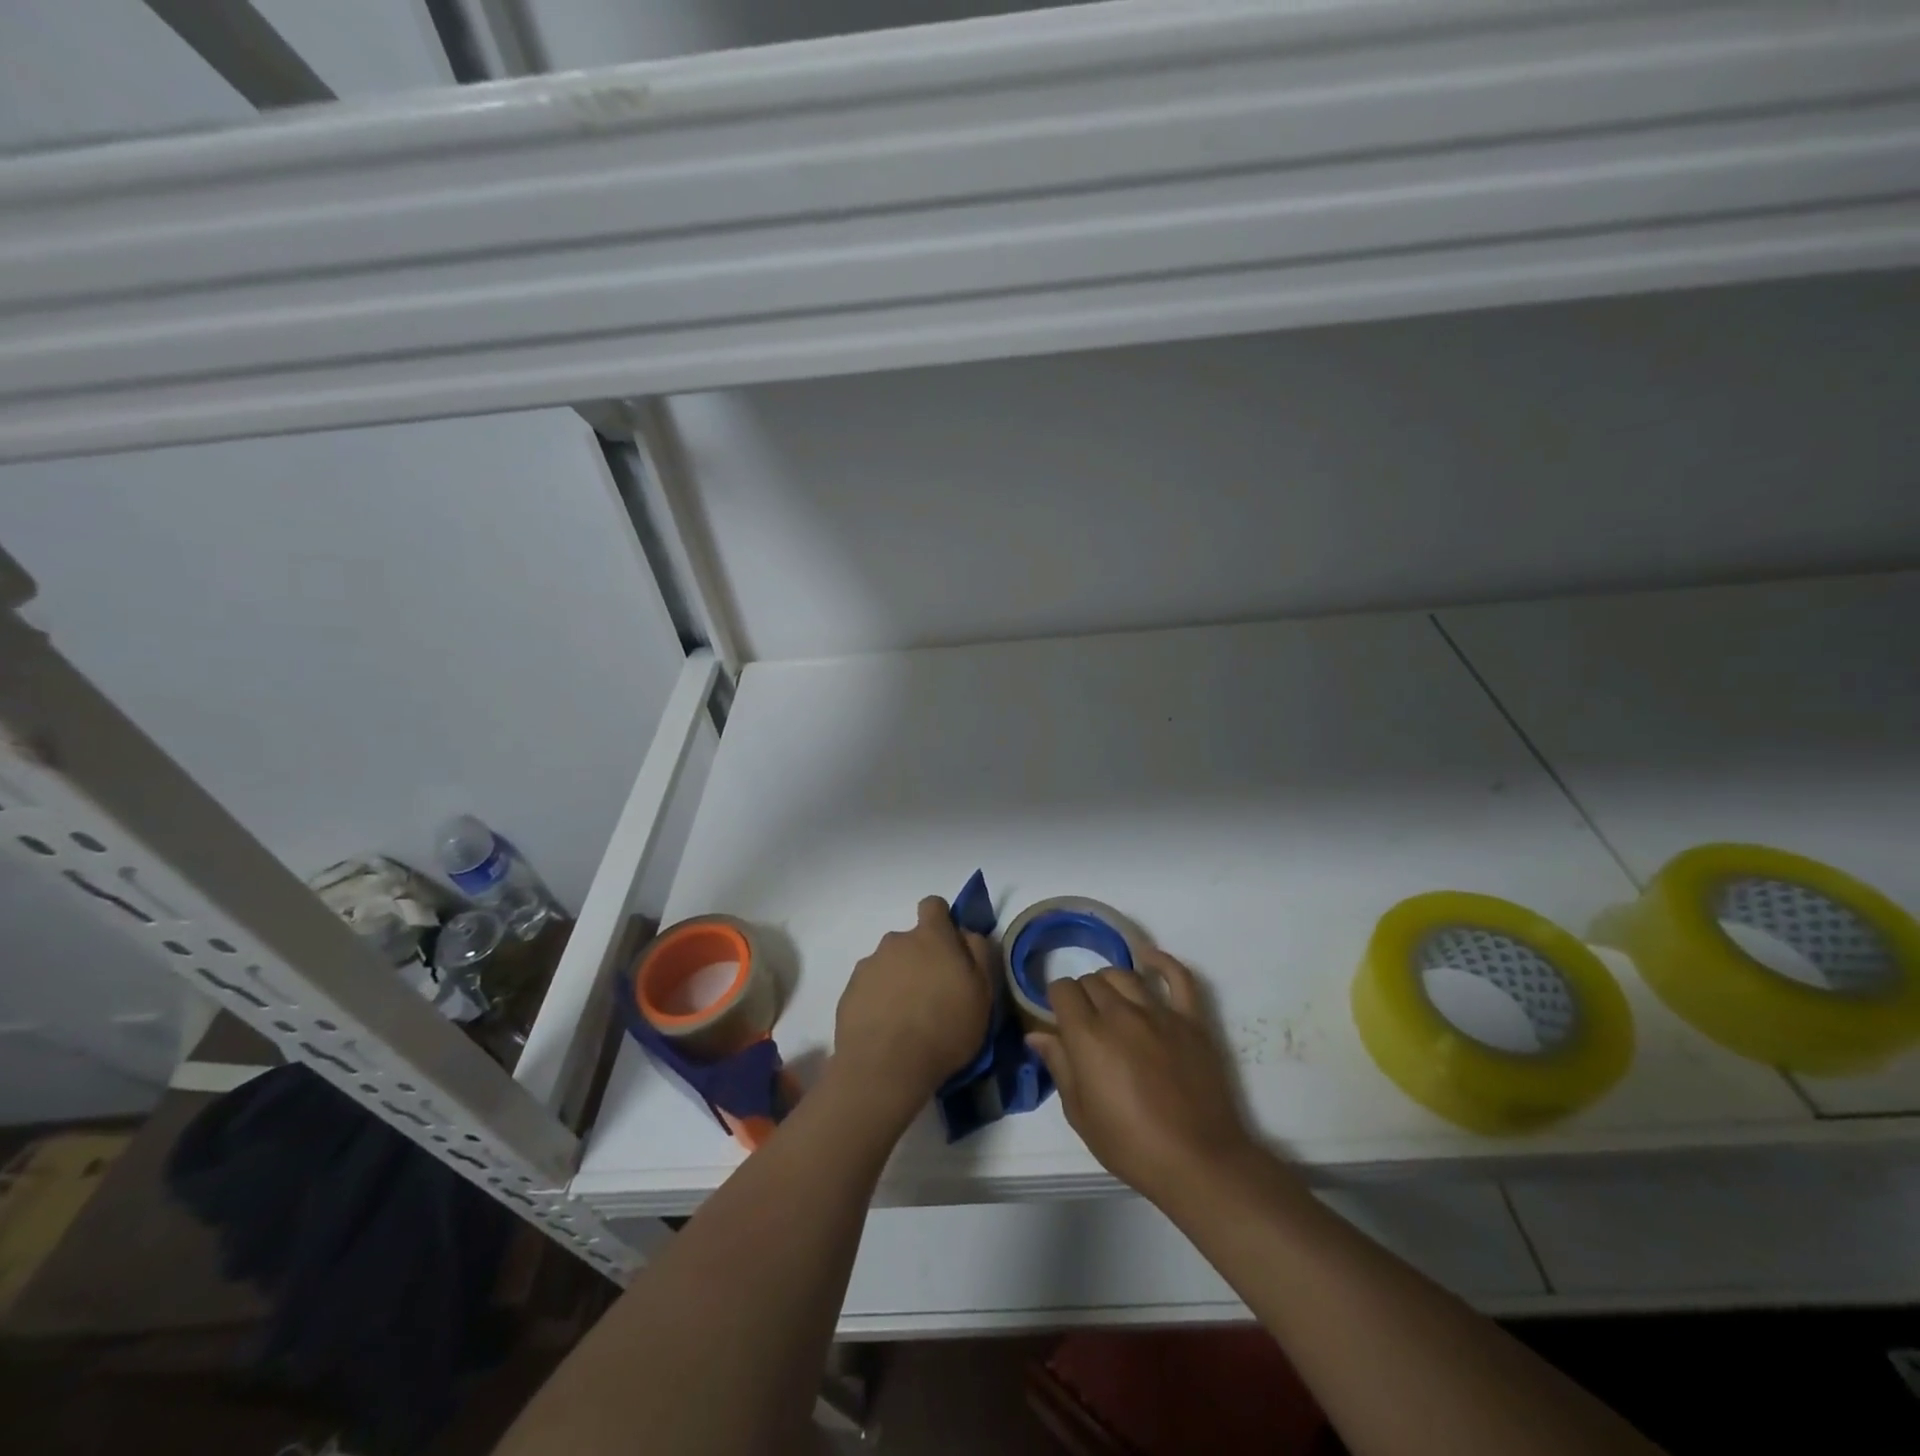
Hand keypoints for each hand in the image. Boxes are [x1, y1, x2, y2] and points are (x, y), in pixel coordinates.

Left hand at [834, 896, 996, 1112]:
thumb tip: (967, 933)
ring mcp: (869, 965)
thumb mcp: (983, 993)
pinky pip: (870, 987)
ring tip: (907, 1018)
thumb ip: (978, 953)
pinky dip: (878, 1001)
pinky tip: (886, 1029)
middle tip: (932, 995)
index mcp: (931, 936)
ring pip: (889, 964)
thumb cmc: (945, 1028)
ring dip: (899, 980)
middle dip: (921, 958)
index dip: (942, 921)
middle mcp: (896, 941)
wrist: (885, 1067)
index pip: (934, 905)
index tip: (949, 948)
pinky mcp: (850, 991)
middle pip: (910, 940)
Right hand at [1028, 949, 1262, 1209]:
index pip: (1062, 990)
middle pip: (1092, 981)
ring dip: (1111, 982)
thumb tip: (1036, 1035)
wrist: (1198, 1161)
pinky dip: (1161, 961)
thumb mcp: (1081, 1114)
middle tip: (1087, 1021)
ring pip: (1125, 975)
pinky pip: (1177, 976)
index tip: (1060, 1018)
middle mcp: (1120, 1014)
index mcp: (1088, 1036)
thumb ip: (1059, 1066)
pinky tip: (1147, 957)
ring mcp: (1159, 1013)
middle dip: (1082, 994)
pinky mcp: (1191, 1020)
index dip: (1057, 1000)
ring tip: (1111, 1001)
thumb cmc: (1131, 1146)